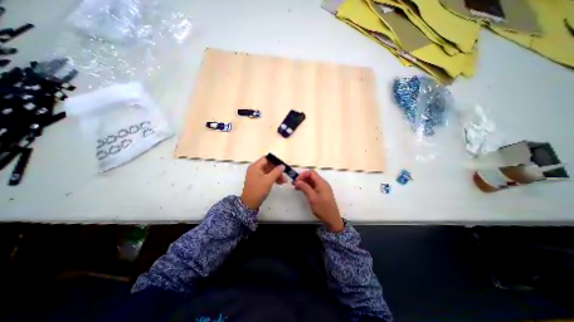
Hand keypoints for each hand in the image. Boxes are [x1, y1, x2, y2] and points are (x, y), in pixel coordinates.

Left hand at [242, 155, 286, 210]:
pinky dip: (273, 178)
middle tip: (284, 175)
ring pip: (268, 171)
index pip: (266, 159)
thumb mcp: (269, 180)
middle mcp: (255, 169)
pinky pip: (266, 176)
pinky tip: (279, 182)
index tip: (283, 166)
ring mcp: (256, 175)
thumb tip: (282, 165)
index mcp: (255, 166)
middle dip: (277, 170)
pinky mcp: (257, 181)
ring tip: (283, 181)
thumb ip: (276, 171)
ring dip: (276, 175)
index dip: (275, 161)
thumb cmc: (258, 190)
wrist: (249, 203)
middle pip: (268, 165)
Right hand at [294, 171, 341, 231]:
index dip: (303, 175)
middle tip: (295, 184)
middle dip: (302, 178)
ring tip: (297, 187)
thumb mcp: (312, 198)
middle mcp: (322, 183)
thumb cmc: (323, 208)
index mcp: (322, 183)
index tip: (296, 181)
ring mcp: (322, 188)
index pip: (311, 173)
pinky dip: (307, 186)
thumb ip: (305, 188)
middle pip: (311, 176)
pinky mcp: (321, 193)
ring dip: (304, 182)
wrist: (332, 219)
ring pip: (312, 181)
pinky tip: (302, 190)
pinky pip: (313, 186)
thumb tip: (297, 181)